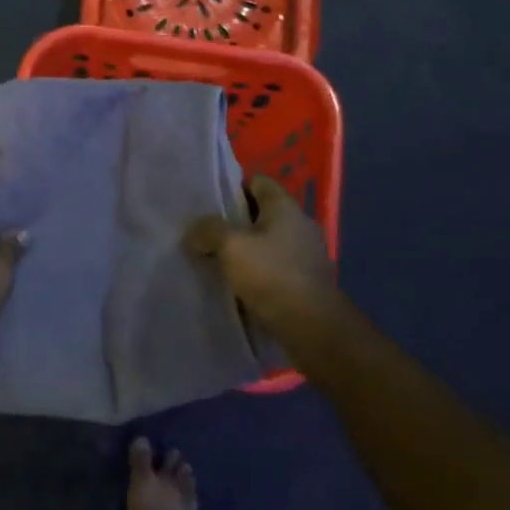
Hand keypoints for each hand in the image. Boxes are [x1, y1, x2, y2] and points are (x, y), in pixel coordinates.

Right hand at [186, 175, 342, 344]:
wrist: (313, 328)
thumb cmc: (272, 275)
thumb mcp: (230, 246)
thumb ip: (208, 230)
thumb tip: (195, 231)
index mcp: (285, 206)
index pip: (257, 181)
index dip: (232, 189)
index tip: (210, 206)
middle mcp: (300, 224)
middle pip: (261, 212)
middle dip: (235, 222)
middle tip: (208, 235)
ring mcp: (307, 254)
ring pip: (268, 241)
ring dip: (246, 249)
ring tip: (219, 262)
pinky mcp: (307, 280)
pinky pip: (276, 266)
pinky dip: (258, 271)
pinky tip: (240, 285)